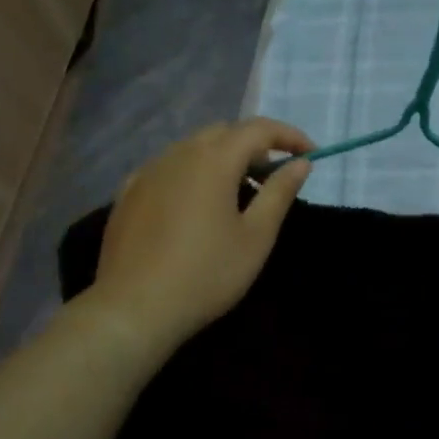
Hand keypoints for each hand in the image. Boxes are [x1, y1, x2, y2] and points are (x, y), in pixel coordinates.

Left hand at [94, 119, 313, 352]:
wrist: (133, 309)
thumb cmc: (206, 274)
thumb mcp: (256, 237)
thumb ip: (279, 193)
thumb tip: (300, 163)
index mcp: (214, 160)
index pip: (259, 129)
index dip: (289, 136)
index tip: (310, 155)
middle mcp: (178, 154)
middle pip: (224, 132)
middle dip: (255, 146)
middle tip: (274, 177)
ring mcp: (148, 172)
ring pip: (193, 148)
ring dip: (222, 158)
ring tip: (237, 194)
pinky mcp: (128, 193)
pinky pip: (168, 168)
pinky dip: (192, 173)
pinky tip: (195, 205)